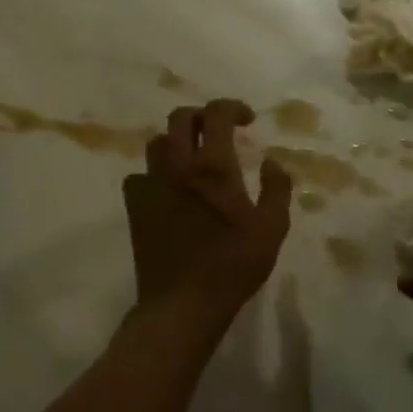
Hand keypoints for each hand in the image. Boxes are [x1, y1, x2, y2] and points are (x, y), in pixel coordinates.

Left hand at [121, 99, 293, 322]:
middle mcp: (178, 166)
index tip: (248, 121)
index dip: (233, 107)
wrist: (182, 304)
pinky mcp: (135, 208)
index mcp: (214, 167)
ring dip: (178, 141)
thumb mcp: (272, 228)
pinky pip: (140, 175)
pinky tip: (169, 189)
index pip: (217, 113)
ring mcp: (151, 185)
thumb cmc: (232, 266)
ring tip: (195, 158)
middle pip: (180, 117)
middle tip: (220, 132)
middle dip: (203, 116)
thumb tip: (272, 161)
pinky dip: (156, 173)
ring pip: (158, 143)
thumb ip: (277, 188)